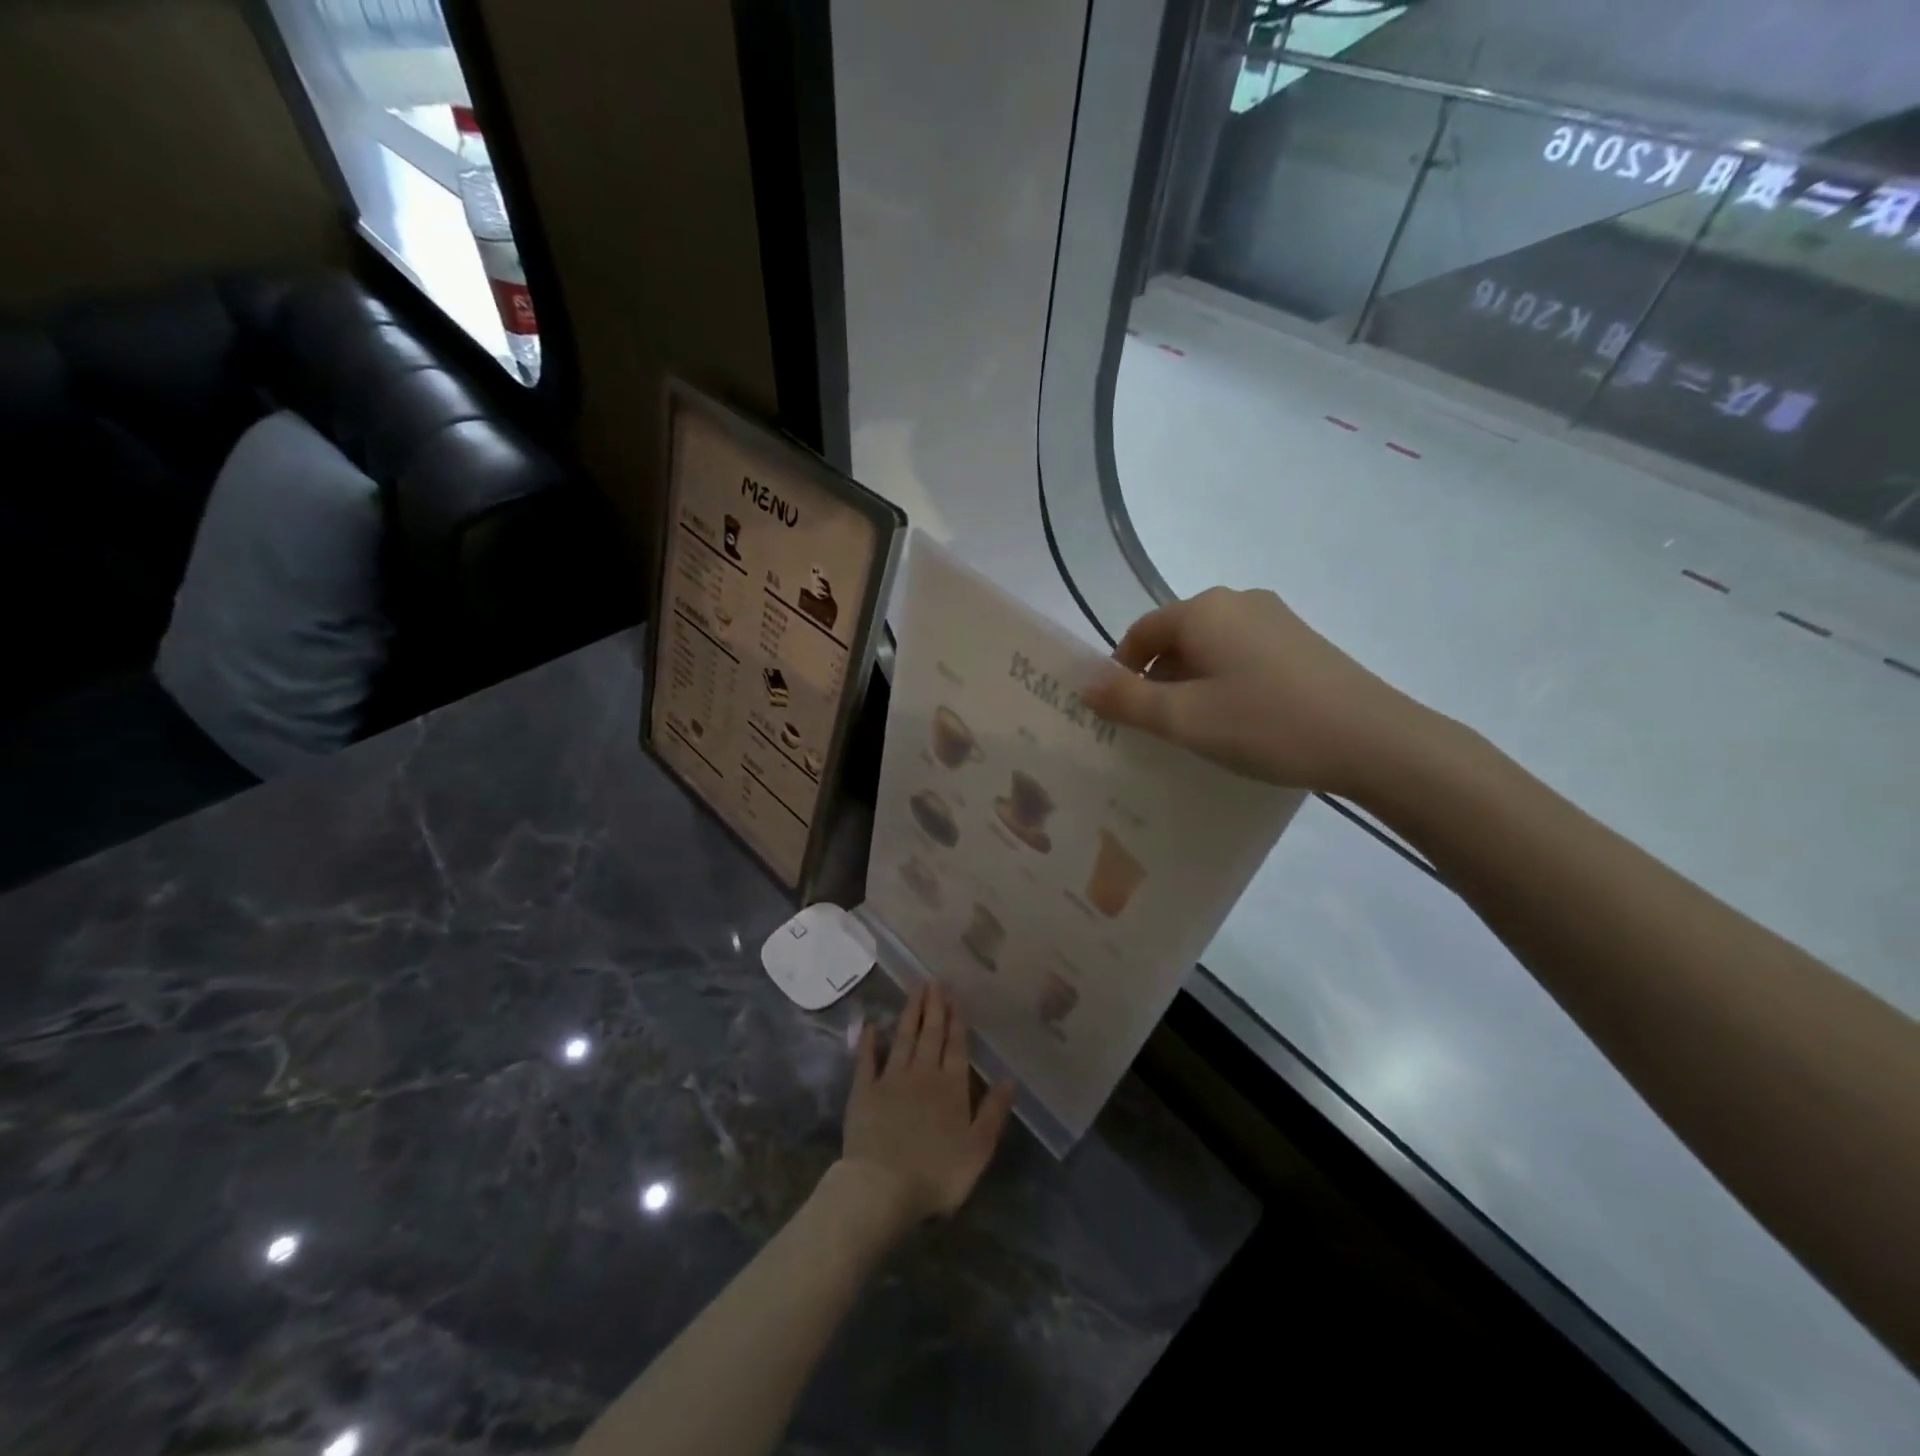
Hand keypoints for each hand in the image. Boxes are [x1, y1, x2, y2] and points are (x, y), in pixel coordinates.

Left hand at [838, 983, 1014, 1234]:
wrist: (882, 1186)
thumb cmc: (936, 1173)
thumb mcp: (978, 1149)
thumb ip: (994, 1112)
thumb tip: (1009, 1079)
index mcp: (952, 1087)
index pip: (956, 1047)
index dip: (957, 1022)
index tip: (955, 997)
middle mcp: (923, 1074)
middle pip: (931, 1035)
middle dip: (935, 1007)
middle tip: (935, 981)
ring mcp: (891, 1079)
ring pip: (904, 1038)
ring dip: (910, 1013)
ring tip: (915, 989)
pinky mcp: (864, 1090)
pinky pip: (867, 1059)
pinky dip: (869, 1041)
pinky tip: (871, 1025)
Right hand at [1081, 586, 1424, 797]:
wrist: (1373, 740)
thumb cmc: (1265, 724)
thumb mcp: (1183, 719)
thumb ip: (1126, 699)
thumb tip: (1083, 681)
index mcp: (1203, 610)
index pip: (1140, 633)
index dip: (1120, 672)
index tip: (1120, 716)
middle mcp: (1237, 600)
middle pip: (1175, 638)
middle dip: (1157, 681)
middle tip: (1157, 730)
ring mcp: (1275, 618)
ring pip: (1210, 648)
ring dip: (1191, 684)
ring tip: (1198, 730)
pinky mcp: (1301, 641)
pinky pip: (1242, 656)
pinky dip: (1225, 683)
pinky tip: (1240, 721)